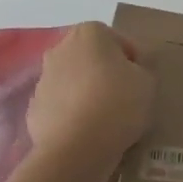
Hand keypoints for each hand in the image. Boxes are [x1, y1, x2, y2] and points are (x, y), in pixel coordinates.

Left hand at [27, 23, 155, 173]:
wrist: (75, 148)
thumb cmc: (117, 104)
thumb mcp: (147, 82)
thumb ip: (142, 68)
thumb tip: (132, 69)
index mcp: (89, 33)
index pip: (119, 41)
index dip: (134, 62)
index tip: (141, 83)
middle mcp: (60, 48)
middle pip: (92, 58)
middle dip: (105, 73)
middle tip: (124, 97)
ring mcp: (43, 78)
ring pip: (74, 81)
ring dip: (87, 93)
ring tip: (105, 119)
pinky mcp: (34, 107)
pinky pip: (61, 105)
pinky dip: (72, 114)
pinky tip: (86, 132)